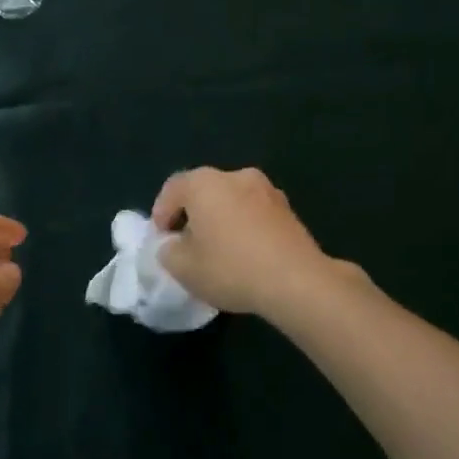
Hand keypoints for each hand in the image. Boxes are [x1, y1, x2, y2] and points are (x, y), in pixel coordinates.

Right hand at [152, 168, 352, 316]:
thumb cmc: (230, 267)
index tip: (161, 239)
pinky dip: (244, 227)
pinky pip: (255, 214)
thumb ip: (167, 251)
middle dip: (192, 214)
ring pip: (232, 201)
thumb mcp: (182, 267)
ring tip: (218, 250)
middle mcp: (236, 176)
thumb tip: (173, 244)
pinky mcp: (289, 211)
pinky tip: (245, 254)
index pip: (172, 189)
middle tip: (186, 243)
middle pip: (204, 191)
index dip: (161, 213)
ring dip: (221, 219)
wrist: (297, 282)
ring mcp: (267, 191)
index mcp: (204, 183)